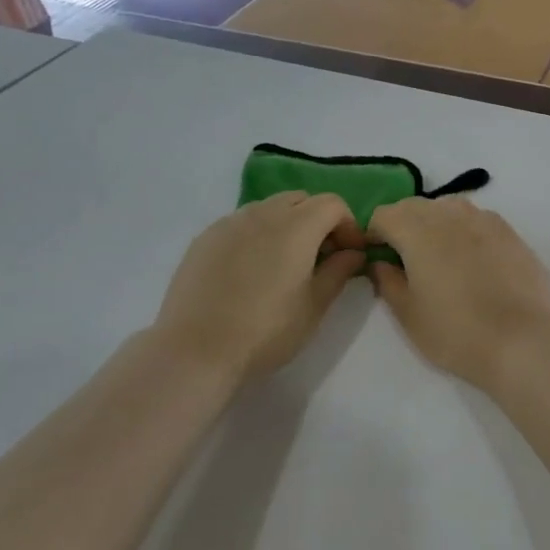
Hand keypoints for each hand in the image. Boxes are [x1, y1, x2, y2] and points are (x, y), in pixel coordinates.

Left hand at [155, 193, 366, 380]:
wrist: (196, 349)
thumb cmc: (266, 331)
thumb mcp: (314, 306)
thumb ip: (339, 272)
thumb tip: (353, 253)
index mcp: (296, 227)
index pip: (332, 204)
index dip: (348, 225)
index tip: (349, 255)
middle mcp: (263, 214)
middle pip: (301, 199)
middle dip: (318, 220)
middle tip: (320, 257)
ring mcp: (229, 223)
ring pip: (269, 208)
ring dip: (287, 225)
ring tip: (284, 263)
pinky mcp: (205, 238)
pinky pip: (241, 223)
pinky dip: (257, 235)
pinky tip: (250, 270)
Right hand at [367, 197, 549, 391]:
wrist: (526, 341)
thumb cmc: (458, 333)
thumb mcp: (409, 315)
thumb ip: (388, 282)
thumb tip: (381, 263)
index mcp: (418, 231)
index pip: (384, 215)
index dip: (373, 234)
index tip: (376, 258)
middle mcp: (451, 214)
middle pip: (415, 206)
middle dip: (402, 224)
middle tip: (403, 259)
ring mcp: (485, 220)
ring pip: (448, 207)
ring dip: (434, 223)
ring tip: (437, 257)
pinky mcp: (511, 232)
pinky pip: (476, 218)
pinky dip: (463, 229)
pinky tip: (470, 259)